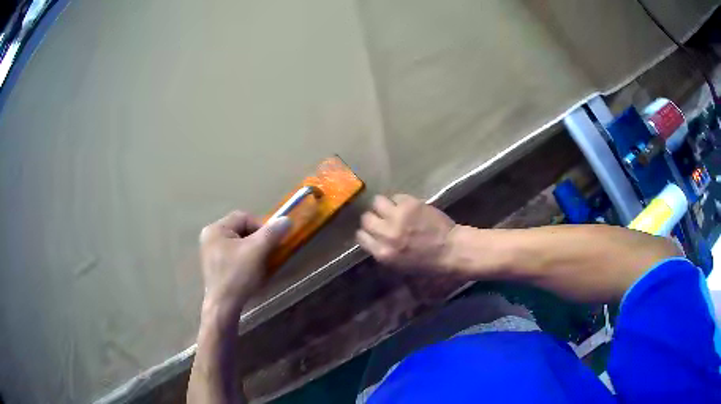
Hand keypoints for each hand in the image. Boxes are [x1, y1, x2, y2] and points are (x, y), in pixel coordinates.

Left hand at [199, 211, 290, 317]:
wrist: (223, 307)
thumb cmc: (237, 275)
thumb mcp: (257, 251)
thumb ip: (271, 233)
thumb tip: (286, 219)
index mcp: (215, 229)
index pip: (244, 217)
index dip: (262, 228)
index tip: (271, 244)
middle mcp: (209, 237)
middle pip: (241, 230)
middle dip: (257, 240)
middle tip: (266, 254)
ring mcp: (210, 252)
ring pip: (238, 243)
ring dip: (252, 250)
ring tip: (260, 264)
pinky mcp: (214, 266)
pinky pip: (233, 254)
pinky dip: (245, 259)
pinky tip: (250, 272)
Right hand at [356, 194, 456, 271]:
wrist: (452, 250)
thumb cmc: (429, 264)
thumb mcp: (400, 267)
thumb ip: (382, 253)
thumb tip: (372, 240)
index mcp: (383, 253)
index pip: (361, 237)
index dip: (366, 233)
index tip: (372, 232)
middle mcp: (387, 234)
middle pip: (366, 218)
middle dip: (373, 218)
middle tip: (382, 219)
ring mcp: (398, 216)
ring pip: (377, 202)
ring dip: (383, 206)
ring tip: (392, 209)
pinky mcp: (410, 204)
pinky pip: (395, 196)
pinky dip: (399, 201)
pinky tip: (407, 207)